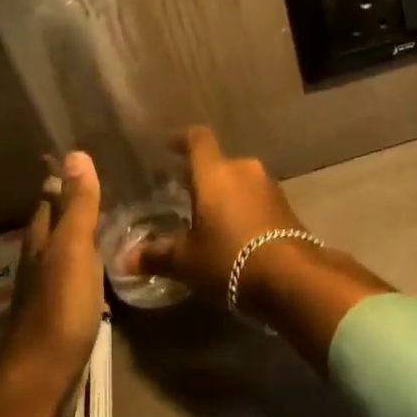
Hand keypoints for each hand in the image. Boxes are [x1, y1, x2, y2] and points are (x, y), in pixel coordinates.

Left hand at [2, 151, 104, 392]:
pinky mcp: (62, 308)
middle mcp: (40, 256)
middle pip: (54, 220)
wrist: (44, 372)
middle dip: (72, 201)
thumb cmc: (60, 304)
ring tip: (111, 213)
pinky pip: (76, 269)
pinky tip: (105, 258)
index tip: (83, 154)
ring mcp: (49, 284)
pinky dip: (88, 256)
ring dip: (81, 229)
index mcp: (41, 238)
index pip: (50, 196)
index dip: (63, 177)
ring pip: (64, 245)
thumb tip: (76, 153)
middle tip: (105, 180)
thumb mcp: (73, 248)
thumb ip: (78, 205)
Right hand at [131, 126, 309, 307]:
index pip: (198, 139)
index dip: (182, 140)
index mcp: (215, 172)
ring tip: (208, 218)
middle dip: (201, 177)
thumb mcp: (187, 261)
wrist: (291, 276)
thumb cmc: (229, 259)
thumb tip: (125, 260)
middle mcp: (243, 169)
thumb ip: (157, 255)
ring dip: (224, 194)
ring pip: (239, 181)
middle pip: (218, 164)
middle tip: (183, 194)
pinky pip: (256, 198)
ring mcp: (268, 186)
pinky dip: (243, 208)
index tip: (168, 146)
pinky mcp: (285, 205)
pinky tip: (235, 232)